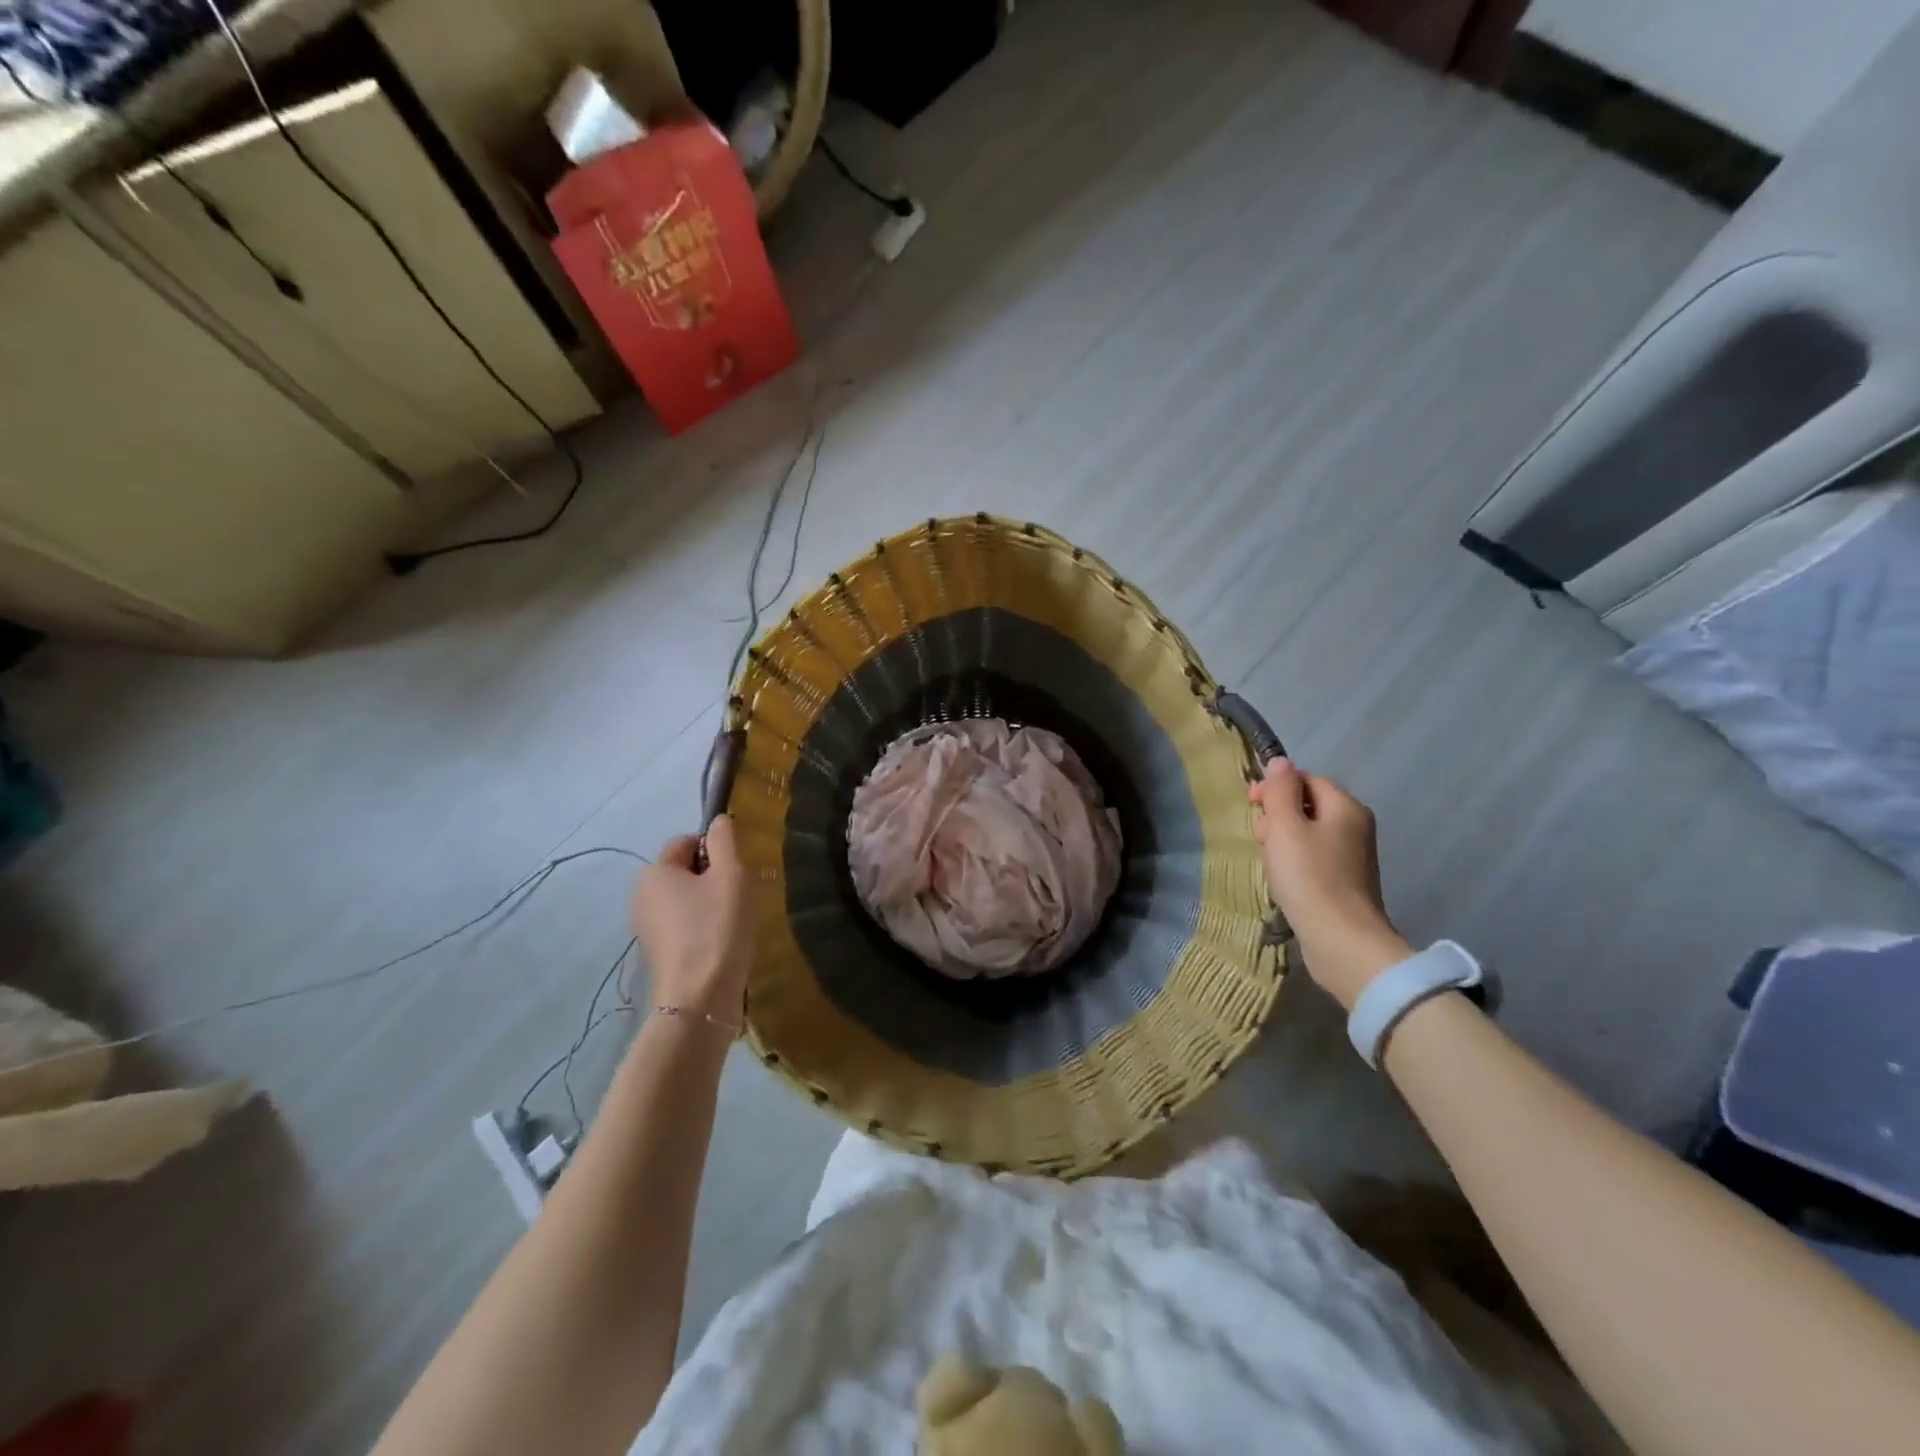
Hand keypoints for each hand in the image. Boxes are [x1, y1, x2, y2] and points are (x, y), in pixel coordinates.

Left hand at [631, 815, 752, 1024]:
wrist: (700, 997)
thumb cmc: (718, 926)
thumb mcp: (731, 874)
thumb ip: (725, 841)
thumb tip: (719, 820)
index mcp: (654, 871)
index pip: (687, 841)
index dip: (716, 850)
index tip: (736, 873)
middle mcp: (641, 894)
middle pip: (685, 870)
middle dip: (712, 877)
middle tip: (737, 897)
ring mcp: (645, 926)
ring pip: (685, 898)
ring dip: (709, 903)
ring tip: (732, 923)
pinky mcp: (656, 951)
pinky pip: (682, 923)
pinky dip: (701, 926)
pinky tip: (720, 942)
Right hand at [1249, 759, 1410, 1010]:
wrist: (1341, 940)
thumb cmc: (1309, 877)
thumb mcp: (1285, 827)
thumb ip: (1280, 791)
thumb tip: (1280, 762)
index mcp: (1345, 807)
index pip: (1306, 779)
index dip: (1276, 786)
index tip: (1252, 804)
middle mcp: (1355, 826)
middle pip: (1307, 805)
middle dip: (1277, 816)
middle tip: (1260, 838)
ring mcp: (1352, 857)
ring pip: (1307, 833)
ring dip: (1282, 841)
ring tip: (1268, 862)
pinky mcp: (1345, 883)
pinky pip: (1313, 858)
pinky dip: (1294, 862)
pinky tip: (1282, 879)